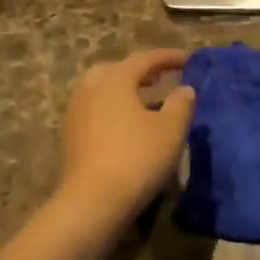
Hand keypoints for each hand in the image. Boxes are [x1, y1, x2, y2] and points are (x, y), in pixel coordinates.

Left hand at [53, 49, 195, 229]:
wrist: (93, 202)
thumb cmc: (137, 157)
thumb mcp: (171, 129)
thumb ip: (181, 104)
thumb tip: (185, 89)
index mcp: (114, 80)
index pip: (143, 59)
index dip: (167, 57)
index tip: (187, 59)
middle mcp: (90, 90)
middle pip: (115, 70)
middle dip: (139, 71)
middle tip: (160, 78)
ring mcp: (76, 114)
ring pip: (101, 91)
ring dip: (124, 91)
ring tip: (146, 102)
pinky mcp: (71, 138)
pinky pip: (95, 111)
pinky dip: (113, 109)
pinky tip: (129, 126)